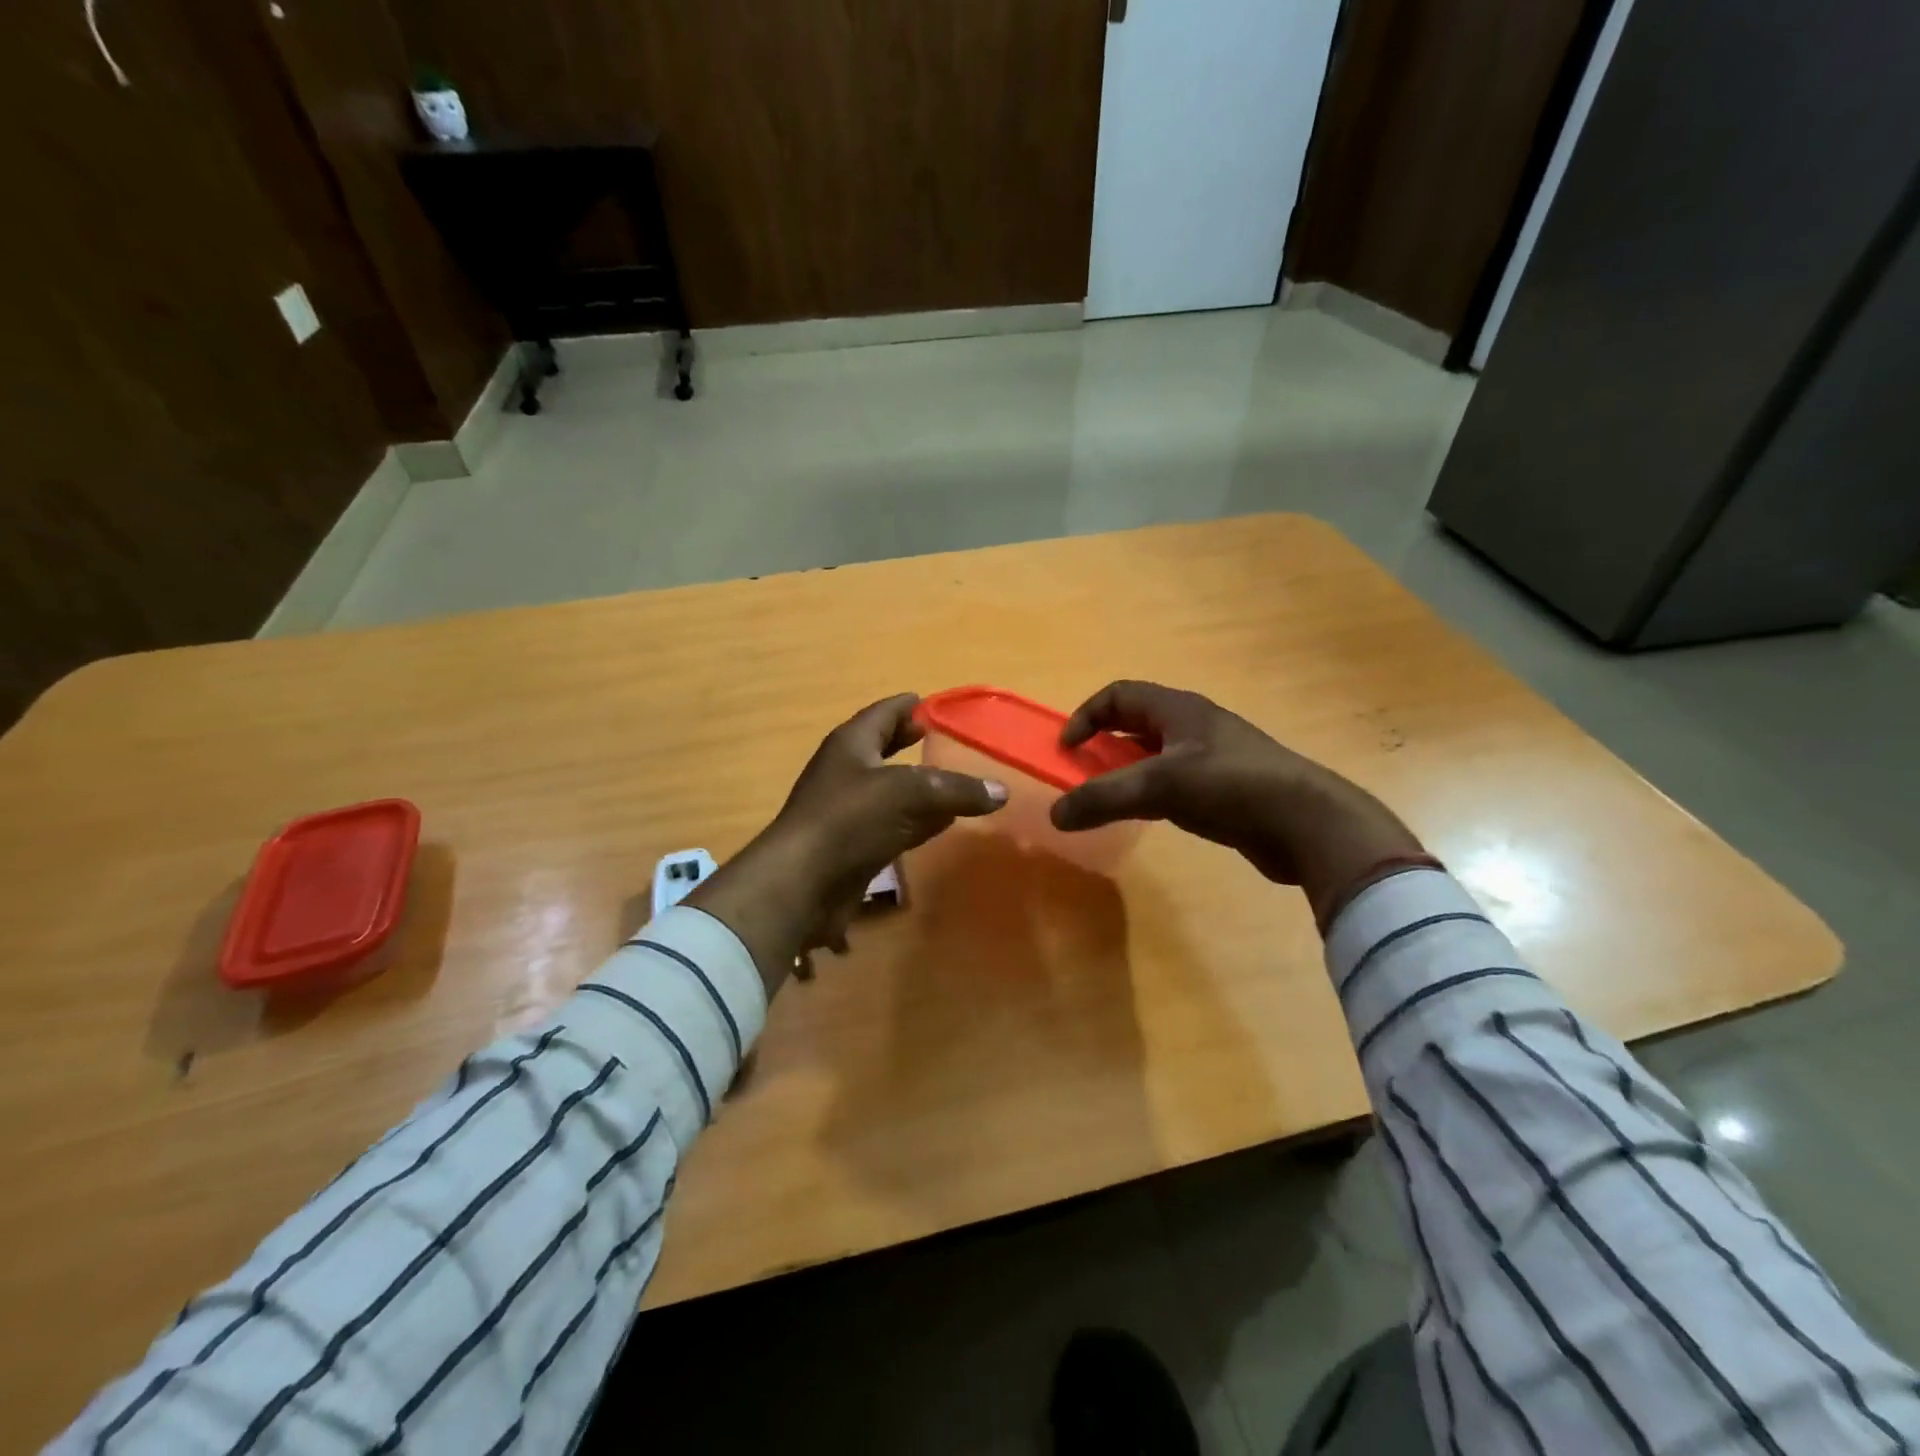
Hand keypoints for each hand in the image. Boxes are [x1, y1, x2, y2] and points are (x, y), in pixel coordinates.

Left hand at [687, 694, 1005, 995]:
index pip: (883, 713)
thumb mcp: (911, 794)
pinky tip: (941, 825)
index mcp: (852, 744)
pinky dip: (917, 821)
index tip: (932, 703)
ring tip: (953, 782)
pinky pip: (892, 825)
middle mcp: (847, 772)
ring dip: (918, 787)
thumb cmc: (851, 820)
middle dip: (911, 745)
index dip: (908, 707)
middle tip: (945, 741)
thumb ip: (958, 789)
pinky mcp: (853, 846)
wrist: (804, 883)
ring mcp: (847, 811)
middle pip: (884, 750)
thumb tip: (1001, 791)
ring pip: (890, 791)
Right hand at [1049, 681, 1425, 921]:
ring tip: (1108, 799)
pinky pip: (1174, 782)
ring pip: (1154, 755)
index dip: (1086, 716)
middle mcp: (1193, 726)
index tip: (1067, 749)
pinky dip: (1150, 794)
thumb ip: (1102, 798)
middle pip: (1135, 724)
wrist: (1307, 824)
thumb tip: (1055, 815)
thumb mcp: (1158, 787)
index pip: (1118, 695)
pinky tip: (1147, 816)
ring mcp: (1212, 758)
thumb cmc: (1230, 786)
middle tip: (1082, 774)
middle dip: (1103, 745)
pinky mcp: (1224, 789)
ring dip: (1126, 772)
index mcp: (1178, 710)